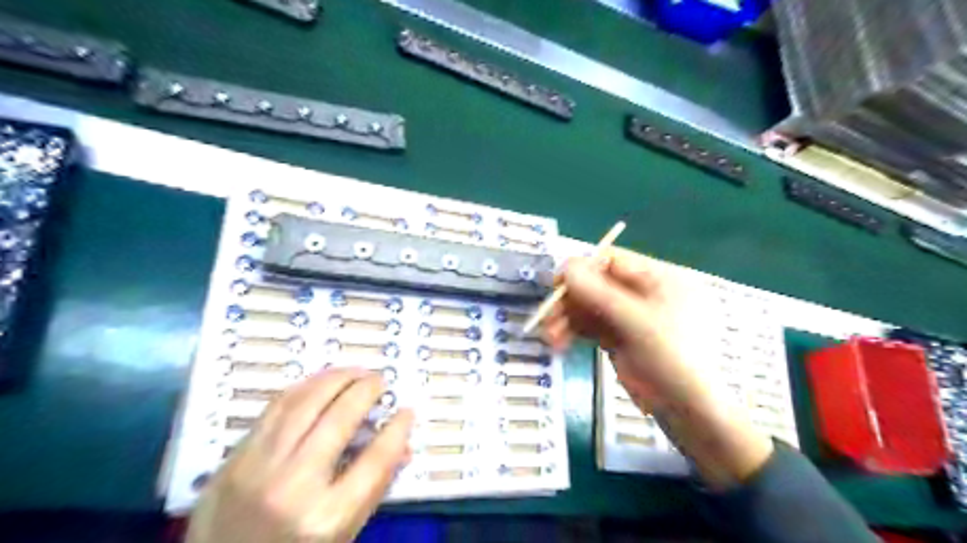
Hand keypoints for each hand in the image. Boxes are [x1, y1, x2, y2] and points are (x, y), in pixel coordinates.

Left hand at [186, 370, 412, 541]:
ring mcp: (258, 468)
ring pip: (305, 402)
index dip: (397, 430)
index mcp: (327, 518)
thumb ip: (373, 488)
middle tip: (380, 381)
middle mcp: (293, 487)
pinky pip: (275, 408)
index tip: (406, 411)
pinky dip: (304, 387)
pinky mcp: (233, 458)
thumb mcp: (340, 536)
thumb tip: (402, 446)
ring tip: (355, 372)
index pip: (375, 460)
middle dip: (366, 390)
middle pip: (340, 419)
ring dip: (336, 378)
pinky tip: (320, 382)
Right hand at [543, 248, 770, 488]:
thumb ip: (598, 292)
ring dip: (567, 319)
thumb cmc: (672, 358)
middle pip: (597, 285)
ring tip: (549, 337)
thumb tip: (565, 267)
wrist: (689, 412)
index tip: (556, 285)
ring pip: (591, 307)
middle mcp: (644, 293)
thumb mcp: (635, 321)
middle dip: (570, 301)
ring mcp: (631, 316)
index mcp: (659, 278)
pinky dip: (574, 332)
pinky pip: (592, 326)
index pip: (612, 261)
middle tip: (547, 317)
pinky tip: (558, 343)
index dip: (582, 269)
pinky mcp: (621, 337)